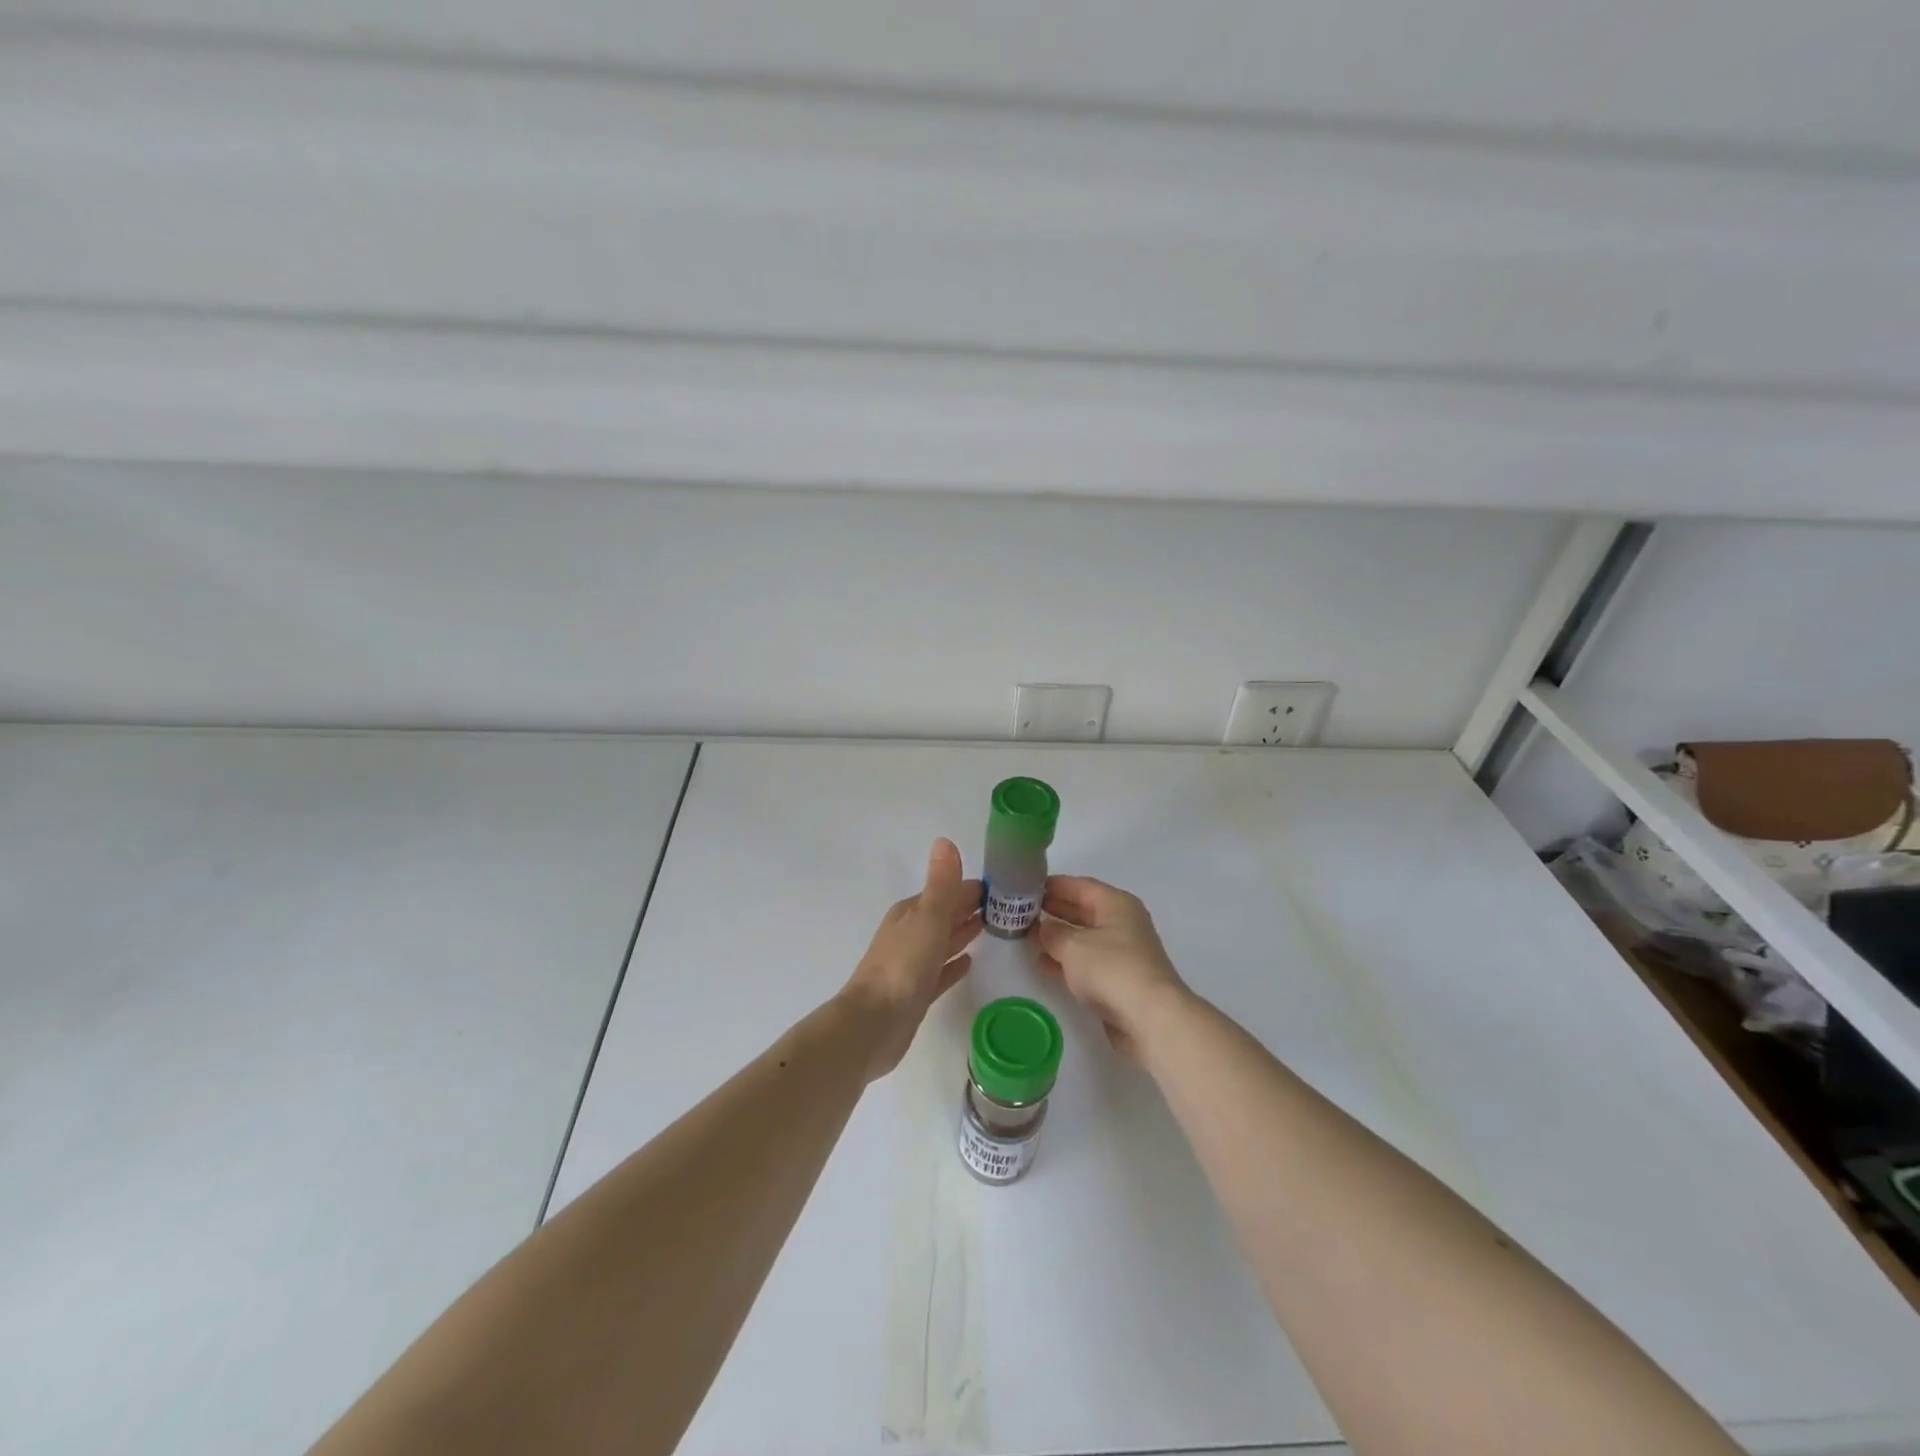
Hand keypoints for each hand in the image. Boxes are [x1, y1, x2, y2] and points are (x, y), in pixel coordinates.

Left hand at [839, 839, 981, 1081]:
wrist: (873, 1025)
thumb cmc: (902, 967)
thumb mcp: (927, 918)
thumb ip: (941, 884)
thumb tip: (945, 841)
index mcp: (911, 913)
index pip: (947, 892)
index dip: (972, 888)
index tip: (1002, 886)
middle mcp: (910, 934)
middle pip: (944, 915)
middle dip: (969, 907)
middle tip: (1004, 906)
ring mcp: (911, 965)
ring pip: (942, 941)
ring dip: (962, 932)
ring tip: (990, 926)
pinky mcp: (916, 994)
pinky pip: (940, 972)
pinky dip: (953, 964)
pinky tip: (969, 963)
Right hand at [1036, 876, 1189, 1061]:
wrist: (1150, 1018)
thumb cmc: (1111, 969)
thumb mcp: (1073, 946)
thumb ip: (1053, 933)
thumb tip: (1043, 927)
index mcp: (1116, 904)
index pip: (1080, 885)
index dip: (1053, 885)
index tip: (1026, 886)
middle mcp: (1122, 923)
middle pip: (1083, 909)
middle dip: (1054, 909)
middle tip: (1022, 910)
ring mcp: (1123, 952)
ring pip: (1084, 937)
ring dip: (1058, 936)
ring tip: (1026, 934)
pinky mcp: (1119, 979)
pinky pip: (1087, 961)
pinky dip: (1066, 960)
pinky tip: (1042, 963)